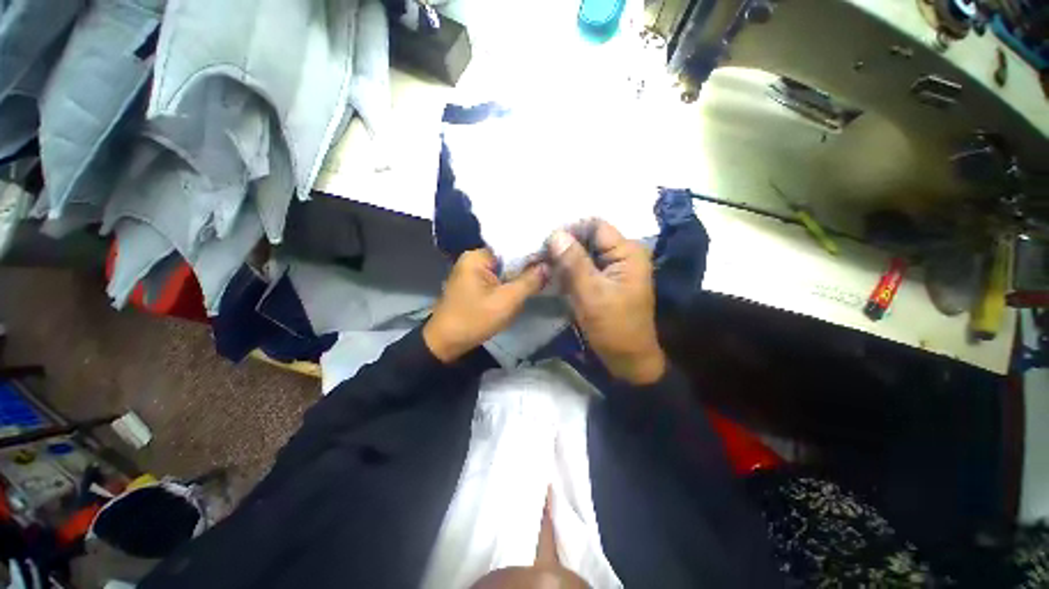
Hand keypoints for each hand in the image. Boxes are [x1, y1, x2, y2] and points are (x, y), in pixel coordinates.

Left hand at [424, 249, 547, 362]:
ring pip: (503, 271)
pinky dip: (508, 285)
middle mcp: (473, 260)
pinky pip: (496, 280)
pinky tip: (523, 289)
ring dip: (518, 278)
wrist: (446, 343)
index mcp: (476, 257)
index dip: (531, 253)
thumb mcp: (506, 301)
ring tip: (541, 278)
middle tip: (549, 271)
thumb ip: (529, 281)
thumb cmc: (474, 319)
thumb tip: (548, 265)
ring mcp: (472, 273)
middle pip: (507, 259)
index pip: (511, 247)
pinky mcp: (473, 285)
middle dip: (526, 268)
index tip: (551, 259)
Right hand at [548, 220, 665, 384]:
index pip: (595, 227)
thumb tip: (555, 233)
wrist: (628, 360)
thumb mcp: (592, 293)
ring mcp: (613, 270)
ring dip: (564, 260)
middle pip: (589, 239)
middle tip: (540, 256)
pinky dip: (569, 271)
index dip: (571, 230)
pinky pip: (584, 269)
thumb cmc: (614, 327)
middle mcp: (622, 255)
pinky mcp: (604, 282)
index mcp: (627, 252)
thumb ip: (574, 262)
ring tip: (542, 265)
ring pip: (584, 255)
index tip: (546, 243)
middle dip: (565, 246)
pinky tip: (553, 276)